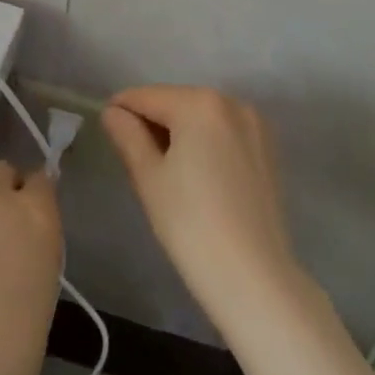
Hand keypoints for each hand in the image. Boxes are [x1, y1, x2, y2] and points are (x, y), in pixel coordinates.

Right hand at [102, 86, 307, 335]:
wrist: (254, 278)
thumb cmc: (191, 225)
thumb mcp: (148, 178)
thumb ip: (128, 136)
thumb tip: (113, 112)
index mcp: (199, 103)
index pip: (147, 96)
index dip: (121, 110)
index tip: (106, 130)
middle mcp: (231, 102)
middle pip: (177, 102)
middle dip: (152, 122)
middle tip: (133, 159)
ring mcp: (255, 124)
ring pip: (202, 117)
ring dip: (179, 132)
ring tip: (164, 171)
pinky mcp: (268, 149)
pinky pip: (224, 133)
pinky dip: (206, 143)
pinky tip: (197, 176)